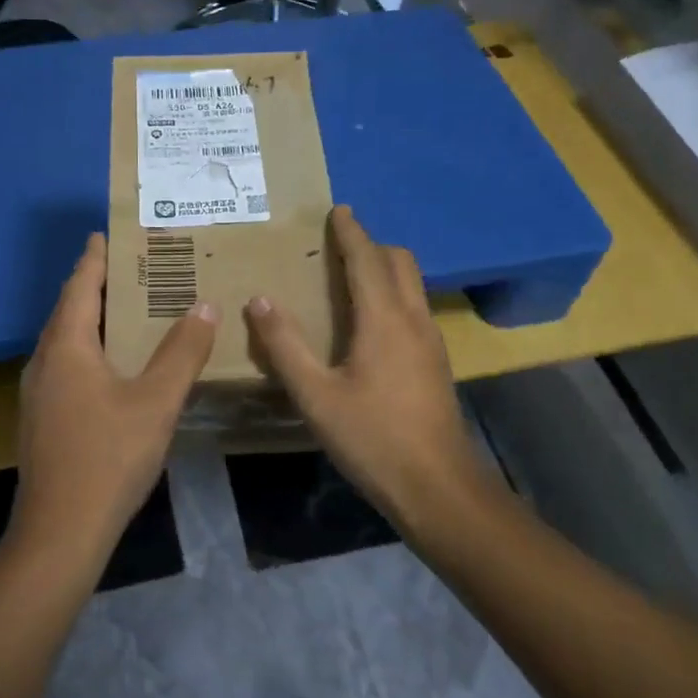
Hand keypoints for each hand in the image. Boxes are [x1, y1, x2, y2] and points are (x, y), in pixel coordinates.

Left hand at [13, 234, 216, 563]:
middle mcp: (45, 361)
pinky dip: (89, 348)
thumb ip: (182, 353)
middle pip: (69, 310)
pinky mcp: (42, 419)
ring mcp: (38, 393)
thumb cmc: (108, 458)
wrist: (59, 533)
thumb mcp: (156, 402)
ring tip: (125, 308)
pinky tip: (112, 365)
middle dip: (95, 285)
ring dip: (92, 318)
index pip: (81, 287)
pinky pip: (66, 365)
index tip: (104, 233)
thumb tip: (205, 307)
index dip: (94, 259)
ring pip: (65, 340)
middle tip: (129, 266)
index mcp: (67, 347)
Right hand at [244, 207, 485, 525]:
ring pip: (412, 285)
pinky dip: (393, 294)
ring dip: (384, 269)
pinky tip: (371, 323)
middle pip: (399, 262)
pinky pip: (414, 308)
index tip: (338, 210)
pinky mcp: (436, 363)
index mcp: (384, 318)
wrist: (438, 488)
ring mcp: (431, 341)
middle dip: (371, 245)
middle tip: (338, 244)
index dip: (351, 232)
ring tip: (350, 277)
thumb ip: (285, 346)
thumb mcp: (316, 395)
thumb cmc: (373, 439)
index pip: (367, 258)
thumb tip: (259, 300)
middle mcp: (413, 319)